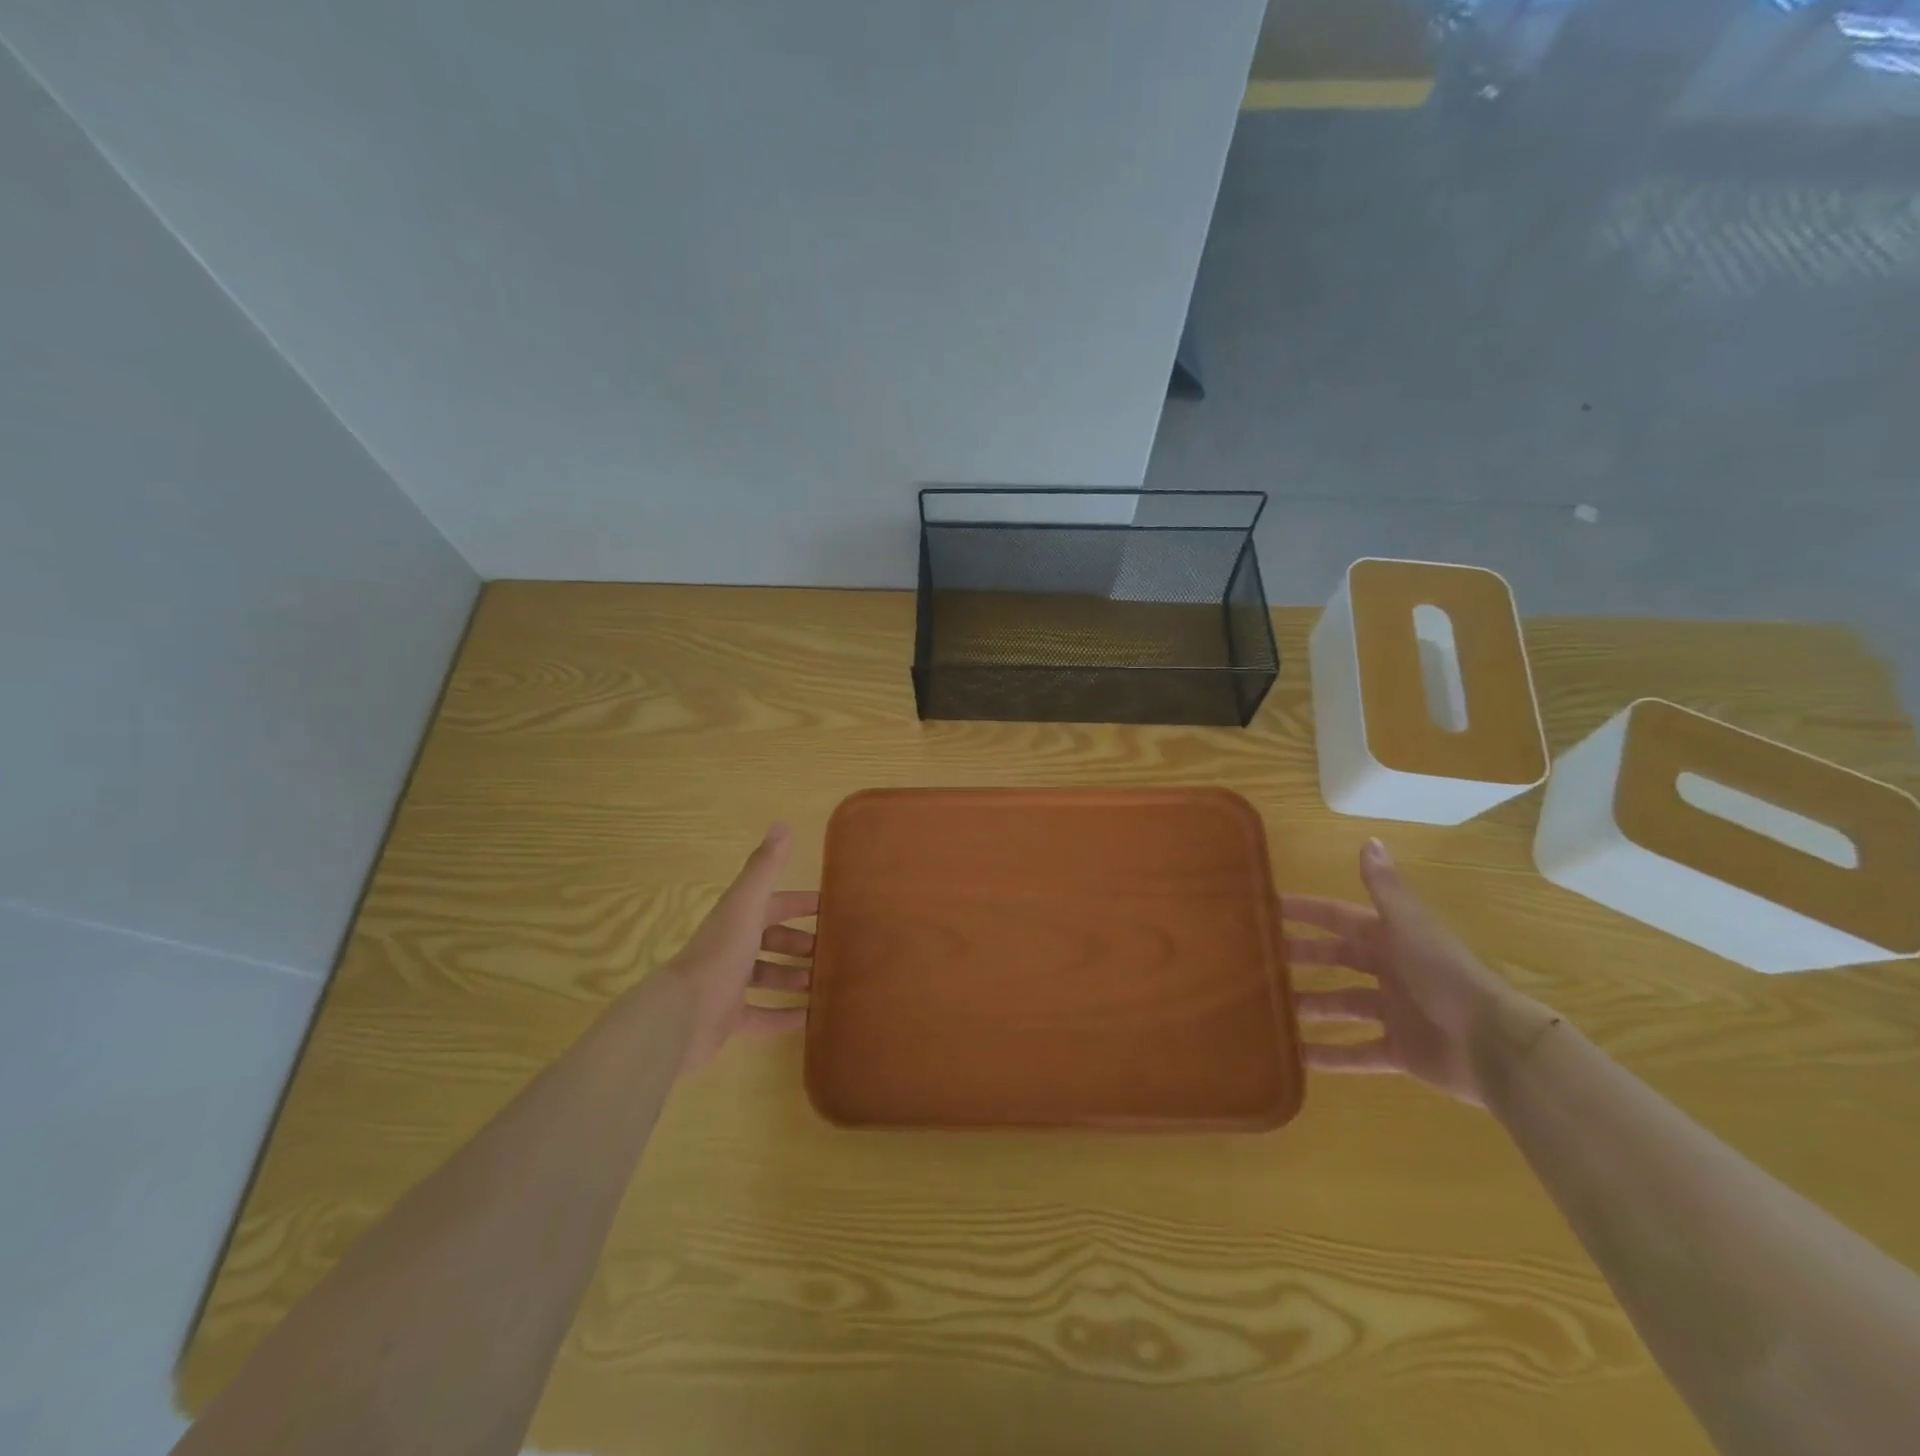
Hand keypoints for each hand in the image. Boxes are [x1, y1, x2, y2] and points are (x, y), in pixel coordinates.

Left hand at [664, 824, 816, 1076]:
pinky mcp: (729, 1020)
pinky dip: (786, 1016)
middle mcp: (732, 949)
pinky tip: (812, 1019)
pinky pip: (763, 1017)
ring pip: (767, 977)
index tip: (829, 907)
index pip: (772, 904)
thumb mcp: (747, 906)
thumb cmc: (720, 954)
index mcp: (737, 920)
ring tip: (825, 983)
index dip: (798, 904)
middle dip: (798, 943)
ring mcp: (729, 986)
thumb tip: (781, 825)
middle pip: (770, 941)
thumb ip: (764, 868)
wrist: (682, 1015)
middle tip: (830, 951)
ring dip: (794, 977)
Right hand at [1283, 839, 1558, 1105]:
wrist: (1494, 1045)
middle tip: (1257, 961)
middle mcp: (1390, 971)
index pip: (1337, 918)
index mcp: (1390, 938)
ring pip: (1342, 1006)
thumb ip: (1385, 889)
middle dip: (1300, 959)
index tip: (1266, 909)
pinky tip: (1298, 1058)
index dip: (1305, 912)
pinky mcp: (1401, 1052)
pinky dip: (1332, 1057)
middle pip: (1336, 961)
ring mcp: (1395, 1013)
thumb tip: (1369, 840)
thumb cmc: (1444, 976)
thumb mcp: (1409, 926)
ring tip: (1269, 1010)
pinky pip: (1358, 1053)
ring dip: (1310, 1007)